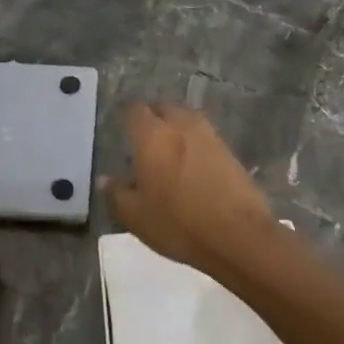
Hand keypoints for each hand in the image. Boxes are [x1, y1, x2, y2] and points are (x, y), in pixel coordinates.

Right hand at [104, 103, 277, 274]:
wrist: (238, 236)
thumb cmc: (178, 224)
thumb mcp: (135, 216)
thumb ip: (116, 194)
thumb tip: (105, 179)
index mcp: (153, 136)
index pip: (135, 110)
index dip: (128, 117)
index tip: (123, 130)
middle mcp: (182, 127)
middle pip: (165, 107)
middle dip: (154, 117)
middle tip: (145, 138)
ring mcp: (210, 137)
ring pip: (188, 119)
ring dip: (177, 127)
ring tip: (168, 149)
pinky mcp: (230, 152)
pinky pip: (206, 136)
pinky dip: (195, 143)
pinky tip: (191, 164)